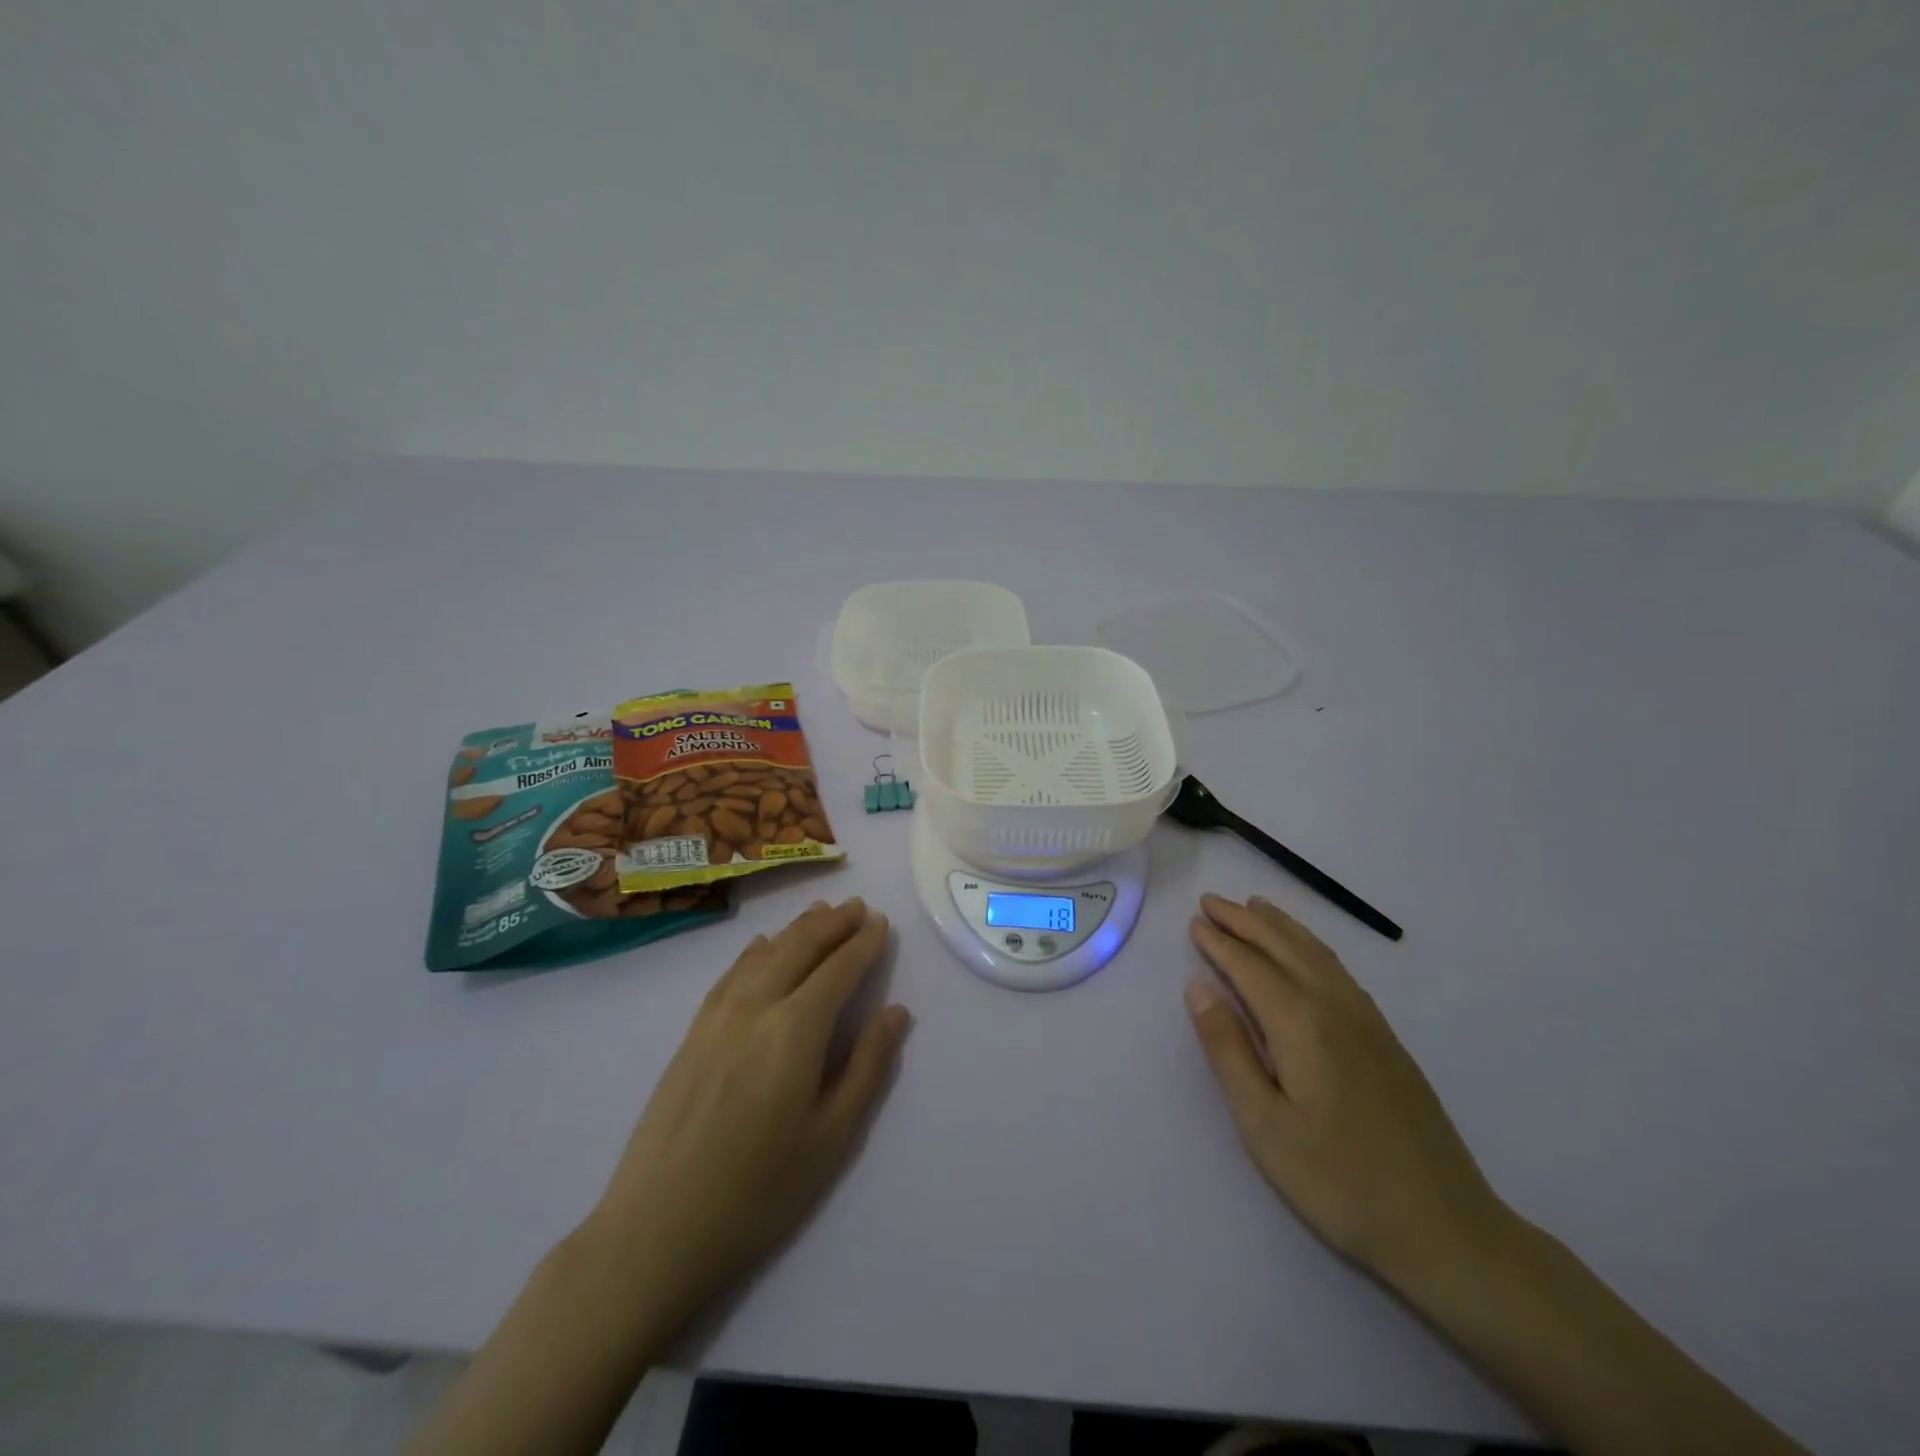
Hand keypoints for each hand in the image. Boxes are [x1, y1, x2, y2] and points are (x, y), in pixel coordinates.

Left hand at [579, 897, 909, 1328]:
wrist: (656, 1229)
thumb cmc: (759, 1192)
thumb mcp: (832, 1137)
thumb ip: (867, 1066)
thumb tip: (896, 1011)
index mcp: (795, 1030)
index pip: (838, 970)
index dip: (862, 944)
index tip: (881, 923)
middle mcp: (756, 1007)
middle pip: (799, 947)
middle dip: (832, 923)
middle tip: (858, 906)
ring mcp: (717, 1017)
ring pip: (764, 953)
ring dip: (797, 928)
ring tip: (821, 912)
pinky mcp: (692, 1033)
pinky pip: (731, 973)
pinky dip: (755, 950)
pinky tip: (764, 945)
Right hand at [1184, 893, 1510, 1287]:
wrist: (1446, 1229)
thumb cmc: (1339, 1181)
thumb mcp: (1264, 1124)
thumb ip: (1229, 1050)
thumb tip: (1198, 988)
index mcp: (1301, 1024)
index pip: (1249, 967)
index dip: (1219, 942)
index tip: (1194, 921)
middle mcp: (1335, 1007)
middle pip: (1284, 948)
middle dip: (1244, 921)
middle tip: (1212, 901)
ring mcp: (1367, 1021)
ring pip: (1316, 954)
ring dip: (1280, 927)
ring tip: (1255, 908)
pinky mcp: (1387, 1039)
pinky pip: (1338, 971)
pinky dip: (1312, 947)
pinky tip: (1307, 954)